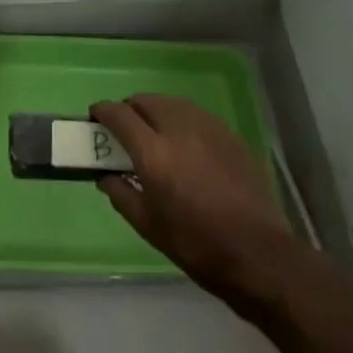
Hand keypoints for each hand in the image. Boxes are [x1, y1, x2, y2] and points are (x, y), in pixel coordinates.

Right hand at [91, 94, 298, 308]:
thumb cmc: (195, 244)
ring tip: (153, 131)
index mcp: (153, 153)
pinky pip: (196, 115)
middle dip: (129, 108)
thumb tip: (106, 177)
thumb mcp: (148, 226)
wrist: (257, 252)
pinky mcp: (230, 135)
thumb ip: (121, 195)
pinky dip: (181, 119)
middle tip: (124, 128)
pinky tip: (184, 142)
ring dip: (155, 110)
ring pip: (173, 103)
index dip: (103, 111)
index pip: (120, 115)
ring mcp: (208, 128)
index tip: (95, 116)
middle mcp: (179, 129)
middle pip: (146, 101)